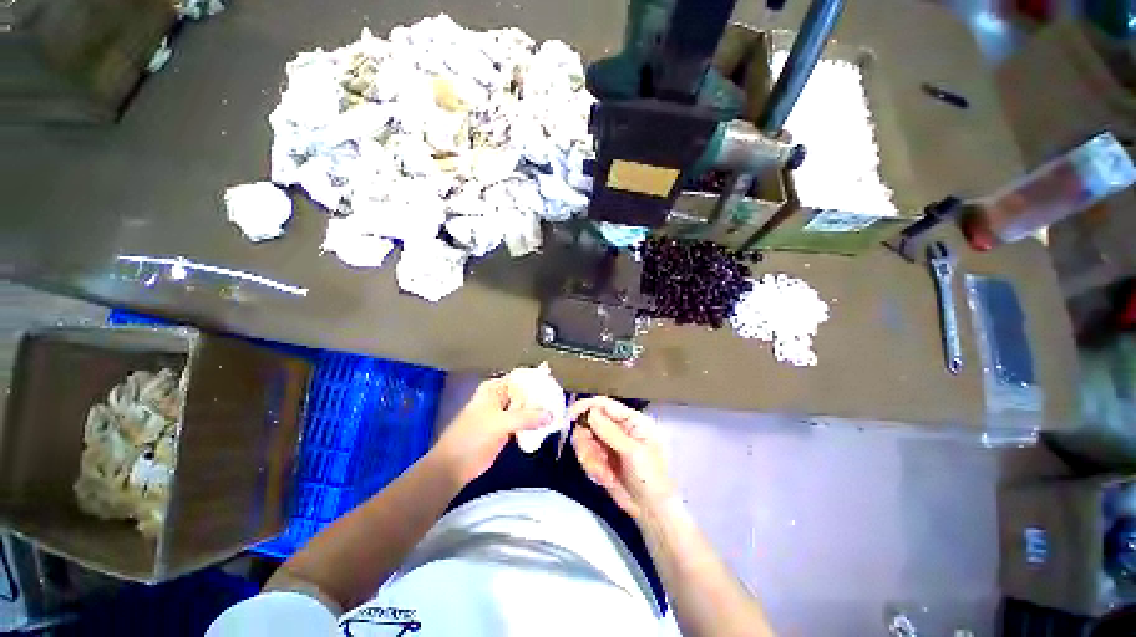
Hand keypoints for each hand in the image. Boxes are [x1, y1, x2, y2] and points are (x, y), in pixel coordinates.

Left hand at [433, 378, 550, 485]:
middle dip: (542, 397)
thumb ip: (526, 417)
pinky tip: (549, 425)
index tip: (556, 386)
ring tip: (559, 412)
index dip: (538, 381)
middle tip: (561, 401)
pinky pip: (525, 422)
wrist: (454, 466)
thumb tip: (551, 415)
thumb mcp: (499, 423)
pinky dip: (535, 424)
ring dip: (540, 411)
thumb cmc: (472, 437)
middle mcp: (501, 397)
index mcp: (495, 388)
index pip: (521, 379)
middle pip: (526, 393)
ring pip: (527, 408)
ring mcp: (504, 414)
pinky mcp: (507, 429)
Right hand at [569, 397, 674, 520]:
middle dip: (587, 443)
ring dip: (590, 459)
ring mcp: (608, 443)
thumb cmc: (650, 478)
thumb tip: (590, 412)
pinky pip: (586, 455)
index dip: (585, 406)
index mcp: (631, 420)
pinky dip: (592, 467)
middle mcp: (618, 427)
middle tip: (593, 460)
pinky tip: (605, 479)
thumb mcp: (633, 453)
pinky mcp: (601, 458)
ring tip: (604, 475)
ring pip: (585, 439)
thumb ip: (610, 432)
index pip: (604, 404)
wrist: (651, 511)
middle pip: (589, 422)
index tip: (569, 416)